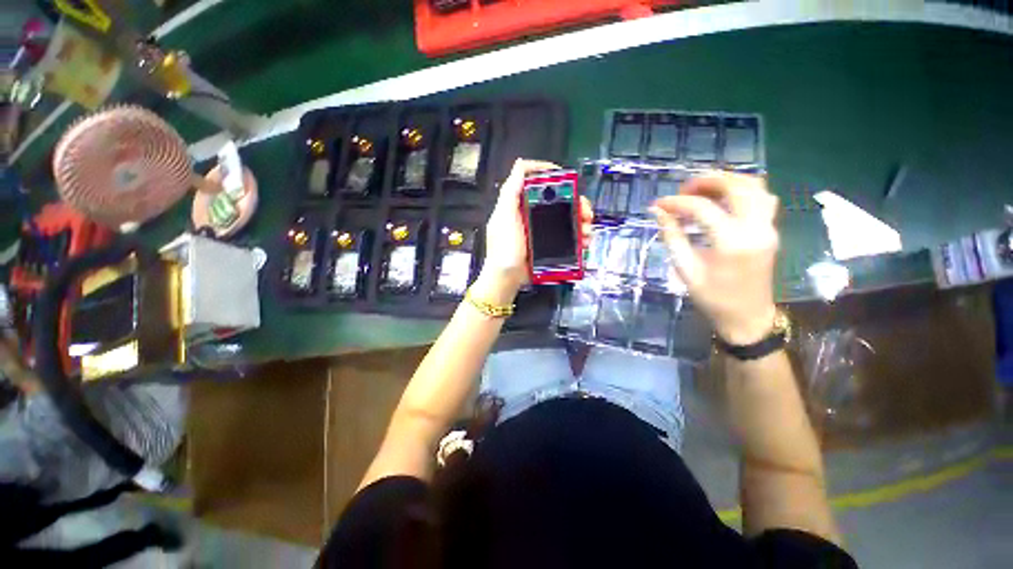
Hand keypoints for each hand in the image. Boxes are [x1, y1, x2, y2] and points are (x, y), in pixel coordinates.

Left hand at [475, 159, 593, 303]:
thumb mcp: (504, 218)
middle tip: (586, 212)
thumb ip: (510, 193)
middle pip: (560, 202)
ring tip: (588, 230)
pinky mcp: (550, 246)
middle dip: (577, 204)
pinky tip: (585, 243)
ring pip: (568, 220)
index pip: (539, 184)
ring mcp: (543, 232)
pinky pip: (569, 238)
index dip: (554, 177)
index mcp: (522, 205)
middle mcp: (534, 216)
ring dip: (582, 222)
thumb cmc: (503, 249)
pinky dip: (580, 239)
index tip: (568, 180)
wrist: (506, 279)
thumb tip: (521, 165)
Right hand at [651, 171, 779, 344]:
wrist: (748, 317)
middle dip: (707, 181)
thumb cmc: (713, 298)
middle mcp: (755, 229)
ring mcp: (768, 228)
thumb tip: (658, 212)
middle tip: (683, 190)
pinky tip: (724, 200)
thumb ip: (672, 237)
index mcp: (731, 243)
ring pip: (755, 187)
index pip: (703, 208)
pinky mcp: (771, 230)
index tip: (658, 204)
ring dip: (728, 181)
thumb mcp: (686, 269)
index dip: (677, 202)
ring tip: (703, 189)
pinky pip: (763, 198)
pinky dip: (743, 190)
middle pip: (736, 186)